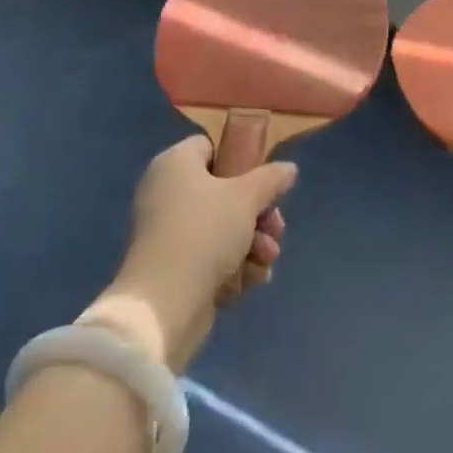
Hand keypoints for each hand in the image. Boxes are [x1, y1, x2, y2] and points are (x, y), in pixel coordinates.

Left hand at [81, 137, 296, 372]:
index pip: (211, 148)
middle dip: (257, 214)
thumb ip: (272, 178)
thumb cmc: (205, 231)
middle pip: (223, 192)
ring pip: (222, 229)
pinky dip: (233, 267)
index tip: (264, 182)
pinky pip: (209, 258)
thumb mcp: (247, 197)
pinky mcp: (170, 269)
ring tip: (267, 260)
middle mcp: (166, 192)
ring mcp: (167, 233)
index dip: (240, 161)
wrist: (164, 304)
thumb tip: (288, 169)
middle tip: (276, 228)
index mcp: (175, 163)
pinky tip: (252, 280)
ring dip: (253, 244)